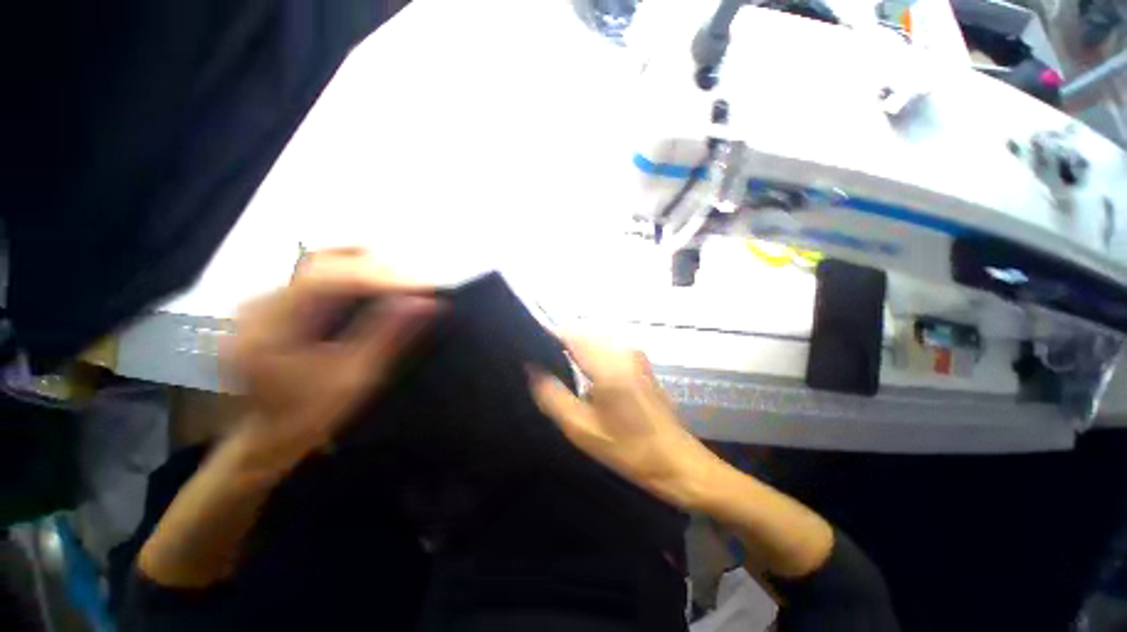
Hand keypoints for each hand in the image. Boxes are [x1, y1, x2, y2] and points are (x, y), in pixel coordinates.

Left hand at [224, 249, 438, 470]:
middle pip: (321, 263)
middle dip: (376, 270)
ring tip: (400, 282)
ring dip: (365, 267)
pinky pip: (313, 273)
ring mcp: (258, 300)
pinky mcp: (268, 301)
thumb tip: (426, 303)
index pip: (325, 281)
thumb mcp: (355, 378)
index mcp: (270, 332)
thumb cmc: (311, 415)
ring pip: (318, 262)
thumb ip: (389, 335)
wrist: (265, 436)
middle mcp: (255, 306)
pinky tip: (374, 284)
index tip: (422, 286)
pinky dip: (350, 273)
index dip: (379, 277)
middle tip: (416, 286)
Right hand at [530, 336, 723, 509]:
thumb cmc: (629, 449)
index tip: (529, 352)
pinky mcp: (639, 361)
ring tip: (559, 374)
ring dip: (574, 351)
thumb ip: (551, 395)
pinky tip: (583, 379)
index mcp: (609, 364)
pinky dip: (589, 356)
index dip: (546, 337)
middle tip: (541, 369)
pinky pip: (605, 348)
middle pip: (581, 333)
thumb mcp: (582, 429)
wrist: (677, 462)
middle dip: (559, 345)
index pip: (569, 333)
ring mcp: (634, 354)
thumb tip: (531, 368)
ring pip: (593, 339)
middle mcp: (623, 349)